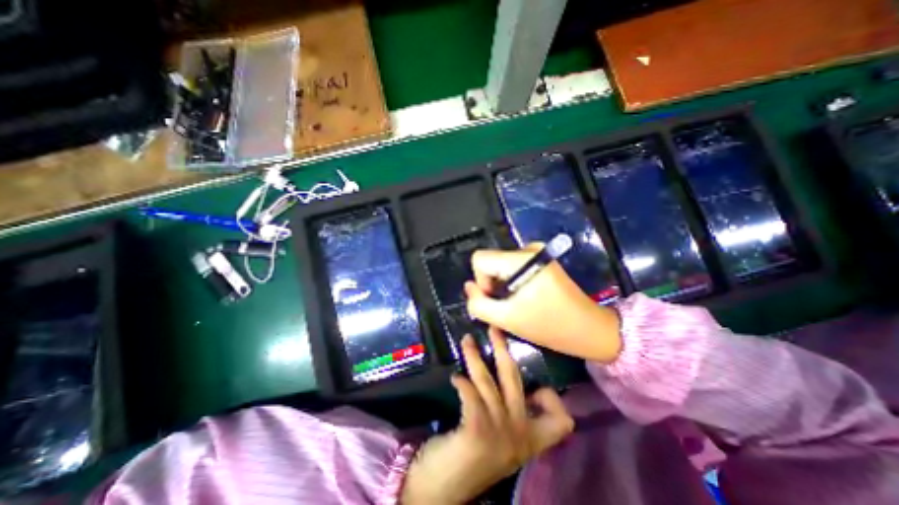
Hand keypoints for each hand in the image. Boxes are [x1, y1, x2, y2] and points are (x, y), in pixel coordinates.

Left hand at [402, 329, 574, 502]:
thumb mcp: (502, 439)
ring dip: (475, 357)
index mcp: (530, 439)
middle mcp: (520, 435)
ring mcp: (500, 433)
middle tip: (493, 329)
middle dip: (504, 349)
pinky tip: (455, 377)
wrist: (444, 490)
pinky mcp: (478, 432)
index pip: (560, 420)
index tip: (534, 386)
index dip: (551, 398)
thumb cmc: (474, 458)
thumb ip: (512, 415)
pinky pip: (472, 396)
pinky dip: (464, 384)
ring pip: (489, 382)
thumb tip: (514, 383)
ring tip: (466, 341)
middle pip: (514, 380)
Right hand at [463, 244, 626, 363]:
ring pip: (501, 265)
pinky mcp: (541, 259)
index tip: (497, 299)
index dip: (481, 281)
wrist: (589, 328)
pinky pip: (513, 267)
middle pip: (491, 261)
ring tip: (519, 303)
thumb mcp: (507, 319)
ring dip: (503, 285)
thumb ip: (479, 303)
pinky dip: (513, 282)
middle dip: (493, 284)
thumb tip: (469, 287)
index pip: (480, 259)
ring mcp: (537, 252)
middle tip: (508, 306)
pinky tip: (526, 297)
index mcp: (520, 259)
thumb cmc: (549, 326)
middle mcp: (528, 248)